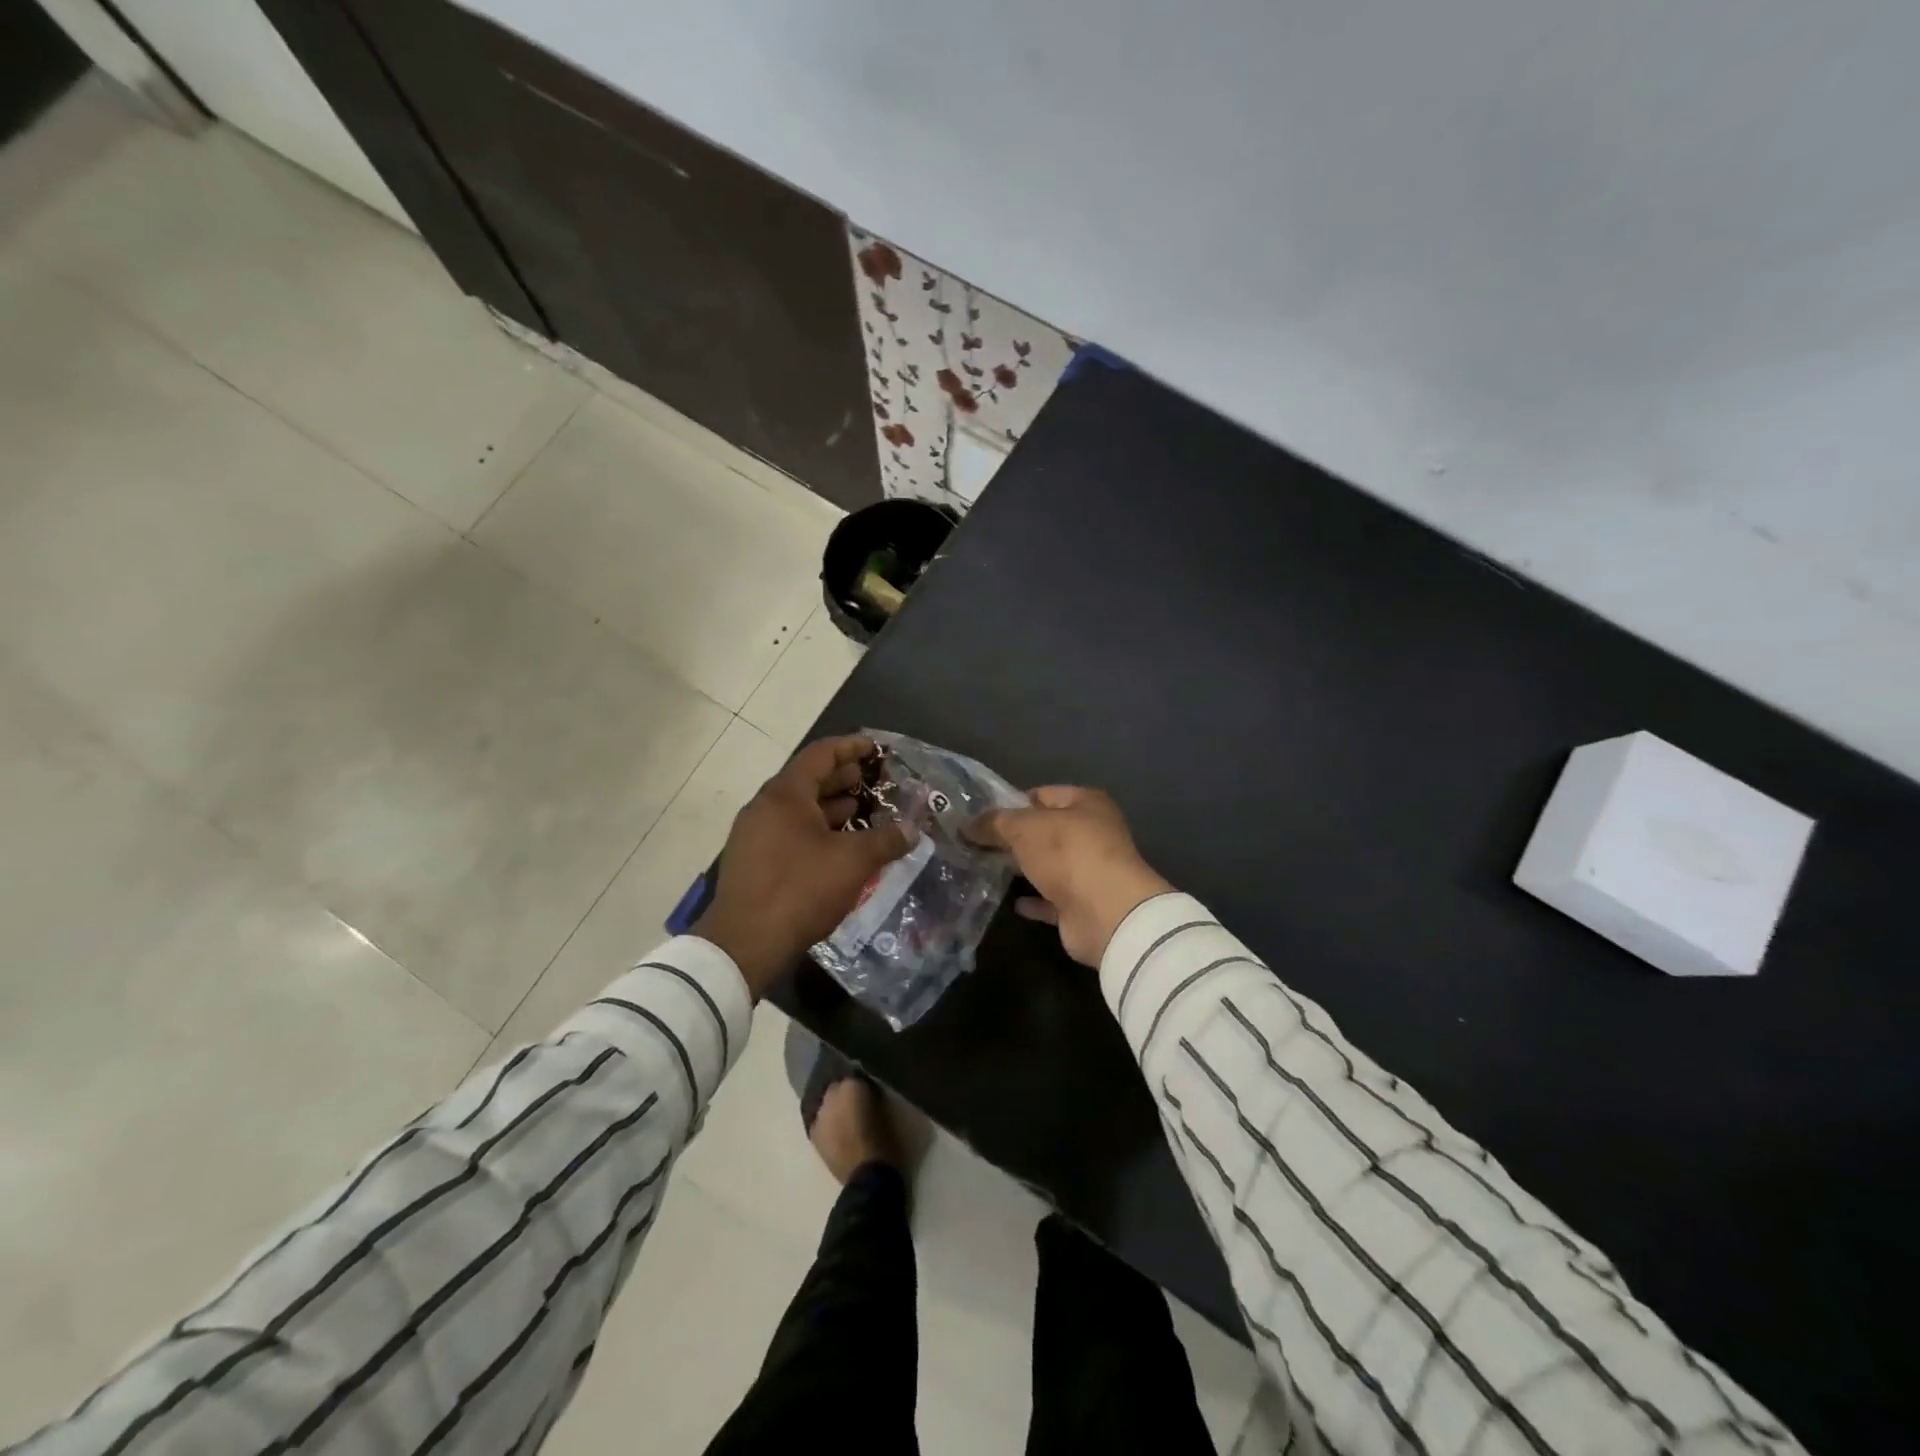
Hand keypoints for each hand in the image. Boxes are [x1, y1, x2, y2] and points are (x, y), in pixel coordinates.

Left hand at [695, 735, 913, 998]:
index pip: (821, 754)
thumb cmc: (801, 889)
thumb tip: (912, 828)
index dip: (851, 747)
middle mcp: (764, 807)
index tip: (875, 748)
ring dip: (830, 807)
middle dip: (843, 779)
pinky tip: (837, 848)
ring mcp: (754, 835)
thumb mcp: (853, 862)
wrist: (744, 944)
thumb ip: (886, 840)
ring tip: (861, 813)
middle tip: (874, 782)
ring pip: (798, 809)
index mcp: (785, 794)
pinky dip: (816, 830)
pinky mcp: (752, 862)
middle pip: (808, 780)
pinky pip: (789, 832)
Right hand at [969, 786, 1171, 966]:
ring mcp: (1089, 872)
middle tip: (975, 843)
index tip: (981, 815)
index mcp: (1086, 804)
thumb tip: (966, 825)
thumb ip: (994, 823)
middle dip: (1014, 837)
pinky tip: (1011, 901)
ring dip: (1023, 868)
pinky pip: (1051, 899)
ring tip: (984, 868)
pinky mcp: (1082, 906)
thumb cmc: (1068, 853)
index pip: (1043, 795)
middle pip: (1045, 831)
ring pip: (1048, 866)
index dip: (1012, 802)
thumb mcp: (1024, 828)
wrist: (1106, 913)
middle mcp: (1092, 834)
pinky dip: (1033, 900)